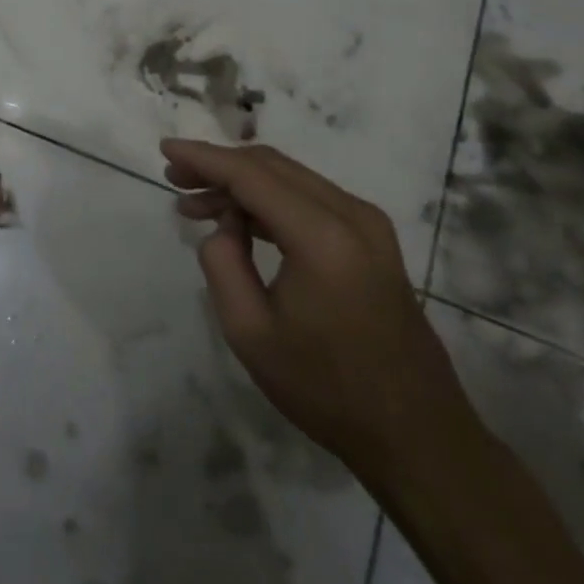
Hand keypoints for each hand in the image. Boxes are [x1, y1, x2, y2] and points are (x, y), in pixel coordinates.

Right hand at [163, 138, 480, 483]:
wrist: (417, 435)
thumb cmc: (326, 389)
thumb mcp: (249, 331)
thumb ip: (222, 262)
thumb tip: (224, 225)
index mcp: (322, 237)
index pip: (250, 175)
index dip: (203, 158)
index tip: (165, 149)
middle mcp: (351, 215)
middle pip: (271, 166)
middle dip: (218, 166)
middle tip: (175, 178)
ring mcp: (369, 226)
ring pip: (290, 179)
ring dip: (241, 183)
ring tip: (195, 204)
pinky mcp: (373, 241)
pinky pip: (310, 200)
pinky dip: (269, 201)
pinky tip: (239, 221)